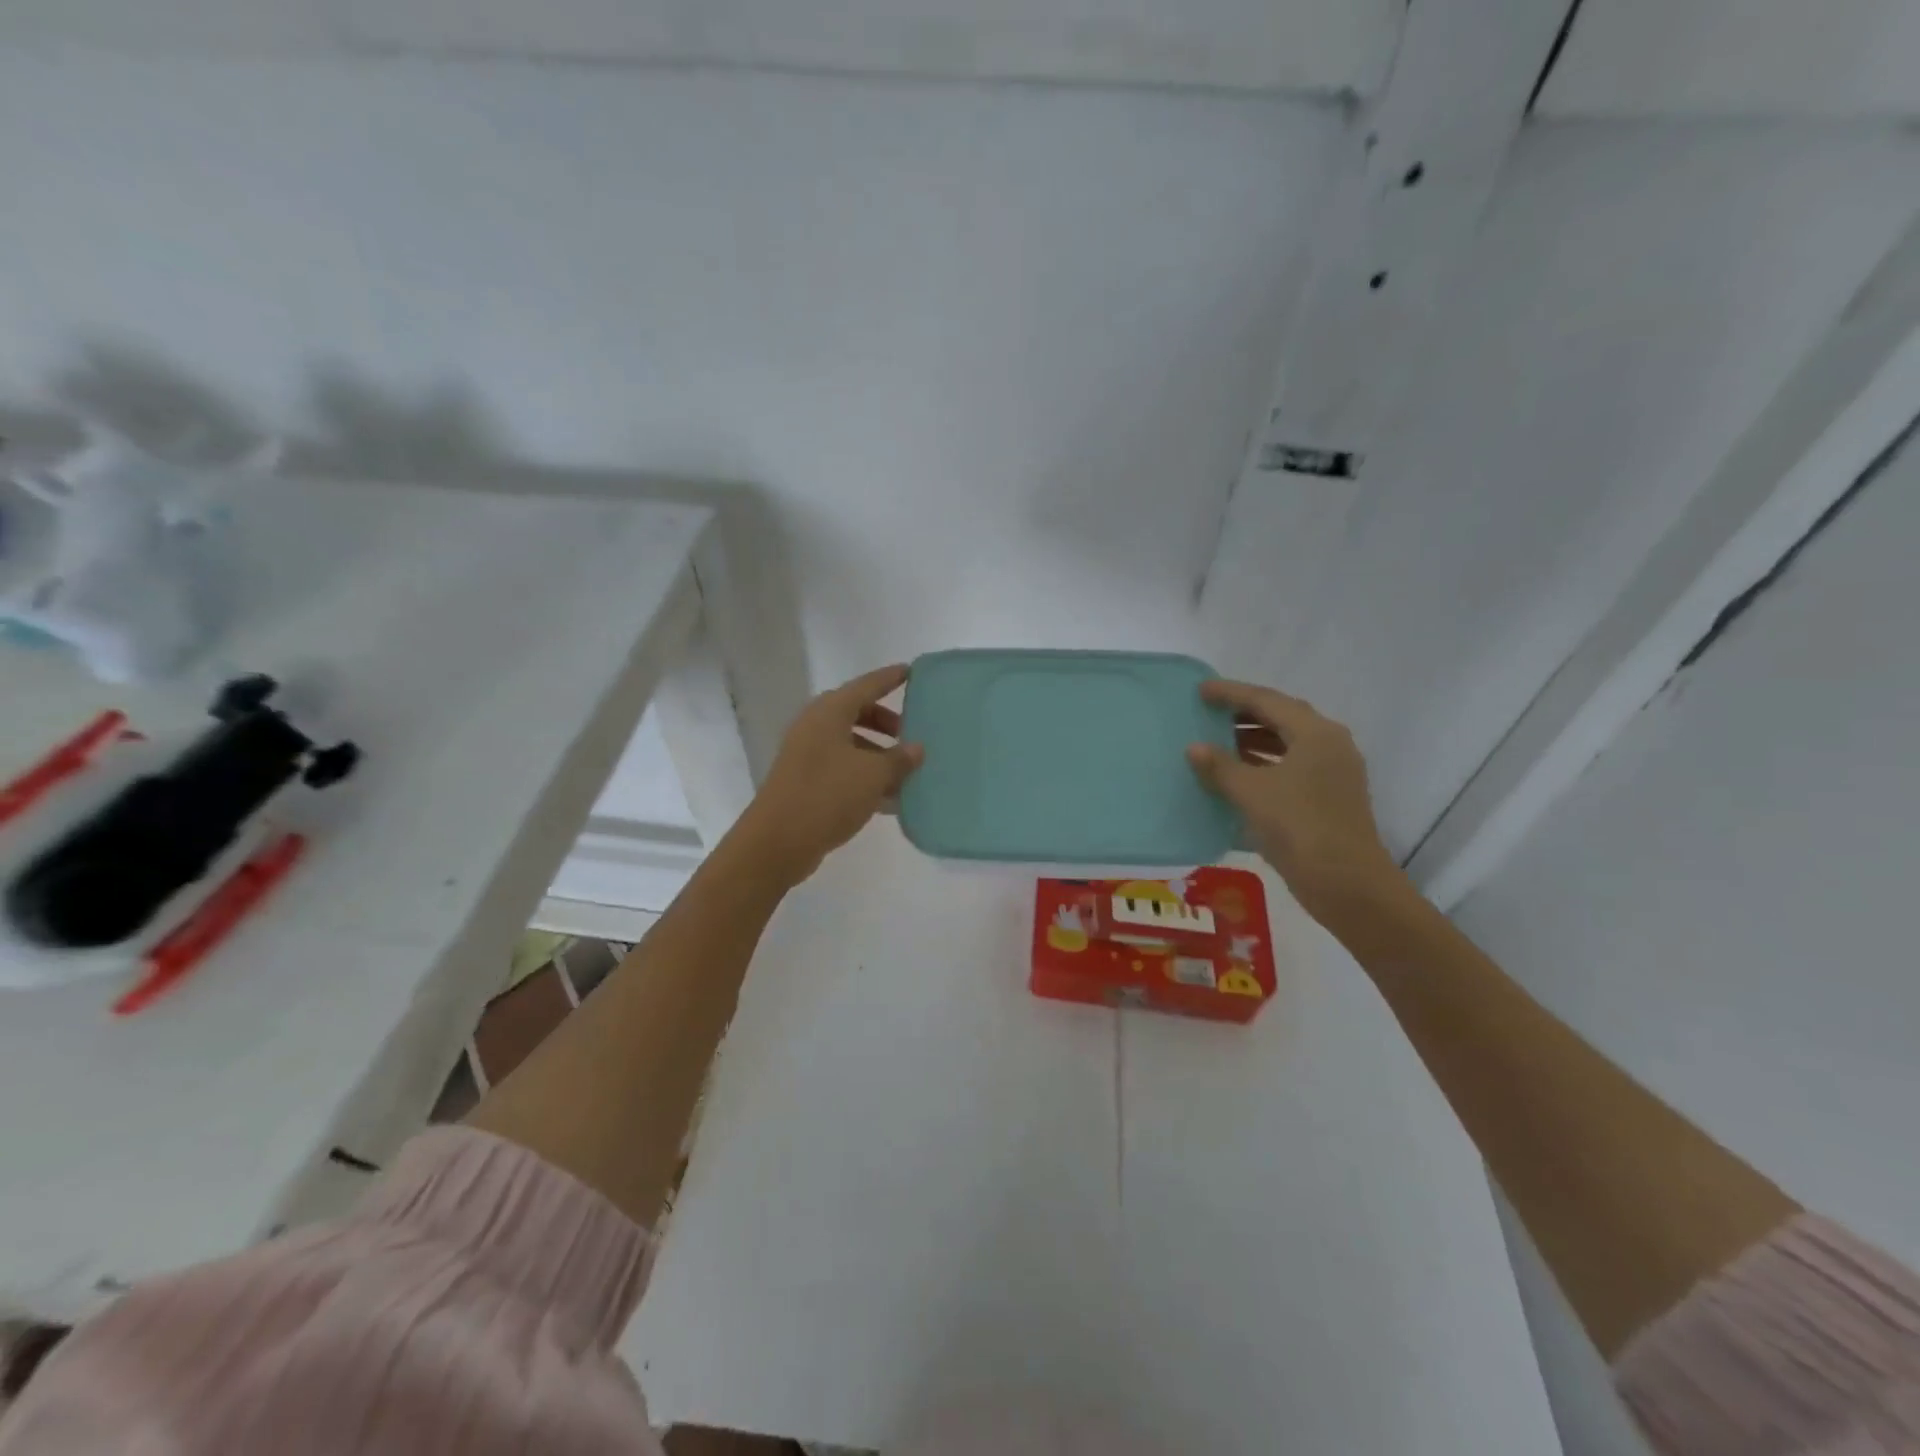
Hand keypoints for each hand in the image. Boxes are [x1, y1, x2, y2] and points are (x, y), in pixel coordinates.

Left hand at [733, 664, 923, 882]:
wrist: (777, 842)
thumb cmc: (827, 796)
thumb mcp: (872, 775)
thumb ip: (899, 759)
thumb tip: (917, 748)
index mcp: (829, 713)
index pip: (866, 686)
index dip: (889, 679)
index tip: (911, 672)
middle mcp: (815, 727)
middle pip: (856, 713)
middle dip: (886, 722)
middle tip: (912, 733)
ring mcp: (807, 754)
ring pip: (850, 743)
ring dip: (878, 753)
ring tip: (906, 771)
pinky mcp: (805, 781)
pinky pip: (842, 768)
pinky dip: (865, 775)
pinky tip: (890, 798)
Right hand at [1186, 679, 1402, 919]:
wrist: (1347, 884)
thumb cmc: (1299, 827)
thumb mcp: (1252, 793)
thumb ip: (1220, 766)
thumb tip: (1194, 747)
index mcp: (1315, 733)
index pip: (1267, 700)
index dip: (1231, 693)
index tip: (1201, 690)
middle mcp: (1329, 745)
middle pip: (1281, 718)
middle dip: (1244, 714)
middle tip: (1208, 712)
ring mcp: (1333, 772)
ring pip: (1287, 743)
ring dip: (1252, 740)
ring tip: (1217, 742)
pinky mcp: (1329, 797)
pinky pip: (1290, 767)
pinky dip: (1263, 764)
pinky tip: (1237, 775)